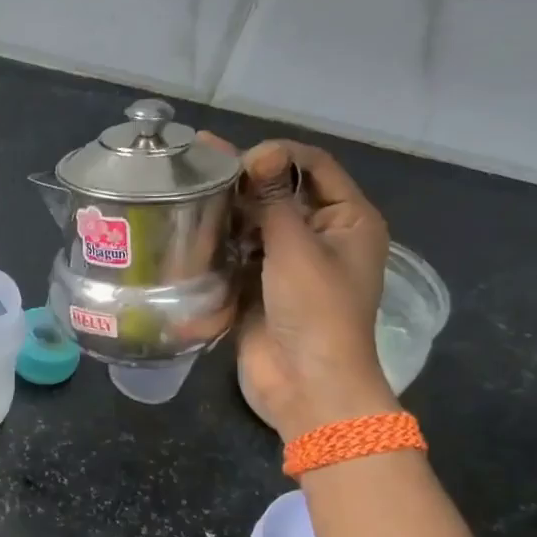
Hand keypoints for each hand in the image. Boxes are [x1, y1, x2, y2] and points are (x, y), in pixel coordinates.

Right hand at [202, 136, 395, 440]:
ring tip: (189, 187)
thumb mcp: (297, 248)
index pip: (315, 166)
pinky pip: (239, 250)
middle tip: (200, 165)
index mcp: (348, 220)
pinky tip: (191, 223)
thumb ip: (275, 199)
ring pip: (256, 220)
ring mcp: (287, 261)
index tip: (239, 160)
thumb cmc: (315, 311)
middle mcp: (320, 235)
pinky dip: (220, 238)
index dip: (279, 154)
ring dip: (229, 206)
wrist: (306, 384)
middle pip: (283, 191)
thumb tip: (260, 153)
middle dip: (246, 177)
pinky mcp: (258, 285)